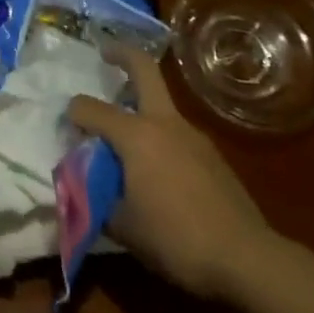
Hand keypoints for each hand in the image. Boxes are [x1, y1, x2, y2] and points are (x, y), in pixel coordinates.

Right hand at [68, 49, 280, 302]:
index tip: (67, 124)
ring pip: (161, 104)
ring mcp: (194, 135)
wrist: (246, 259)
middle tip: (105, 53)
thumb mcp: (122, 225)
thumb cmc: (176, 239)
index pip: (91, 109)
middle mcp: (164, 123)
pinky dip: (160, 137)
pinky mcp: (213, 155)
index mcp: (136, 135)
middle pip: (144, 70)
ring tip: (125, 137)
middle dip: (122, 54)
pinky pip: (177, 134)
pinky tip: (157, 170)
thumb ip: (98, 197)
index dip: (74, 113)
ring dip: (141, 105)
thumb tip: (87, 186)